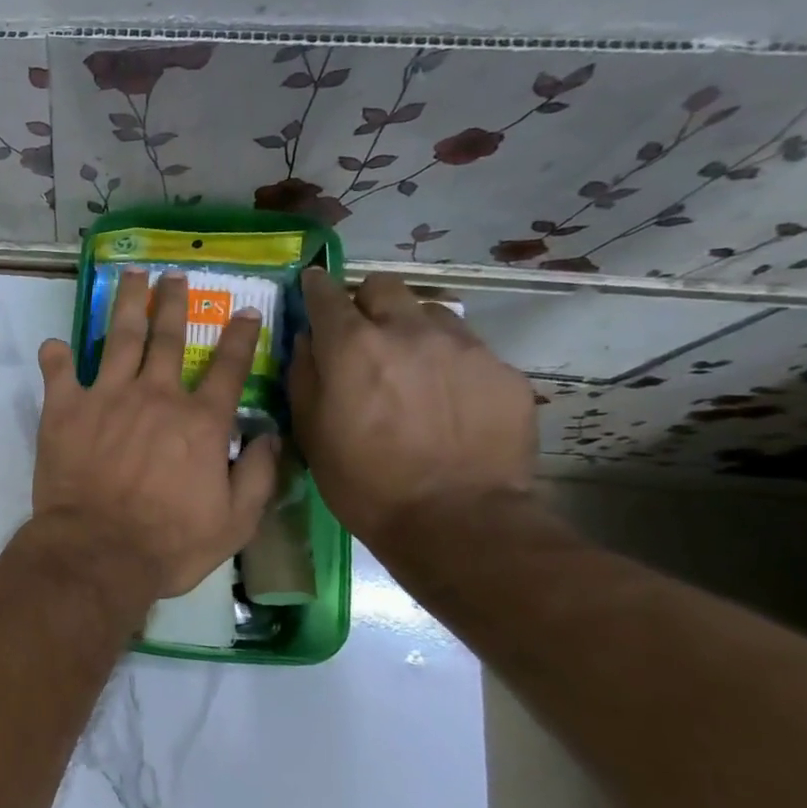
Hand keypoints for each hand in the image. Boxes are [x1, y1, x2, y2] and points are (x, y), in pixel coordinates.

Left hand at [33, 270, 279, 599]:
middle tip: (174, 275)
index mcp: (200, 420)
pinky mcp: (65, 409)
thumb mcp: (235, 521)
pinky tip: (55, 344)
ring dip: (127, 304)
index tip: (246, 311)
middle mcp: (156, 395)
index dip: (241, 337)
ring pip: (119, 337)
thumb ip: (259, 475)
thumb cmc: (170, 543)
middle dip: (174, 302)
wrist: (99, 552)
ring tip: (131, 276)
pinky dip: (56, 356)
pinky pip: (59, 372)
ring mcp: (107, 396)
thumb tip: (272, 436)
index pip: (230, 367)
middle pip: (169, 337)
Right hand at [291, 269, 535, 545]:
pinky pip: (468, 349)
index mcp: (353, 345)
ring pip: (430, 312)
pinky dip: (448, 363)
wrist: (457, 521)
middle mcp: (408, 331)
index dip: (315, 287)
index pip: (326, 294)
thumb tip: (307, 340)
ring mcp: (463, 347)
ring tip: (410, 366)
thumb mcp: (311, 432)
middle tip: (363, 334)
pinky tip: (447, 400)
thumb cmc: (364, 482)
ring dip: (411, 329)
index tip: (311, 288)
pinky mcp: (502, 371)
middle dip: (366, 302)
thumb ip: (304, 375)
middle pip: (384, 286)